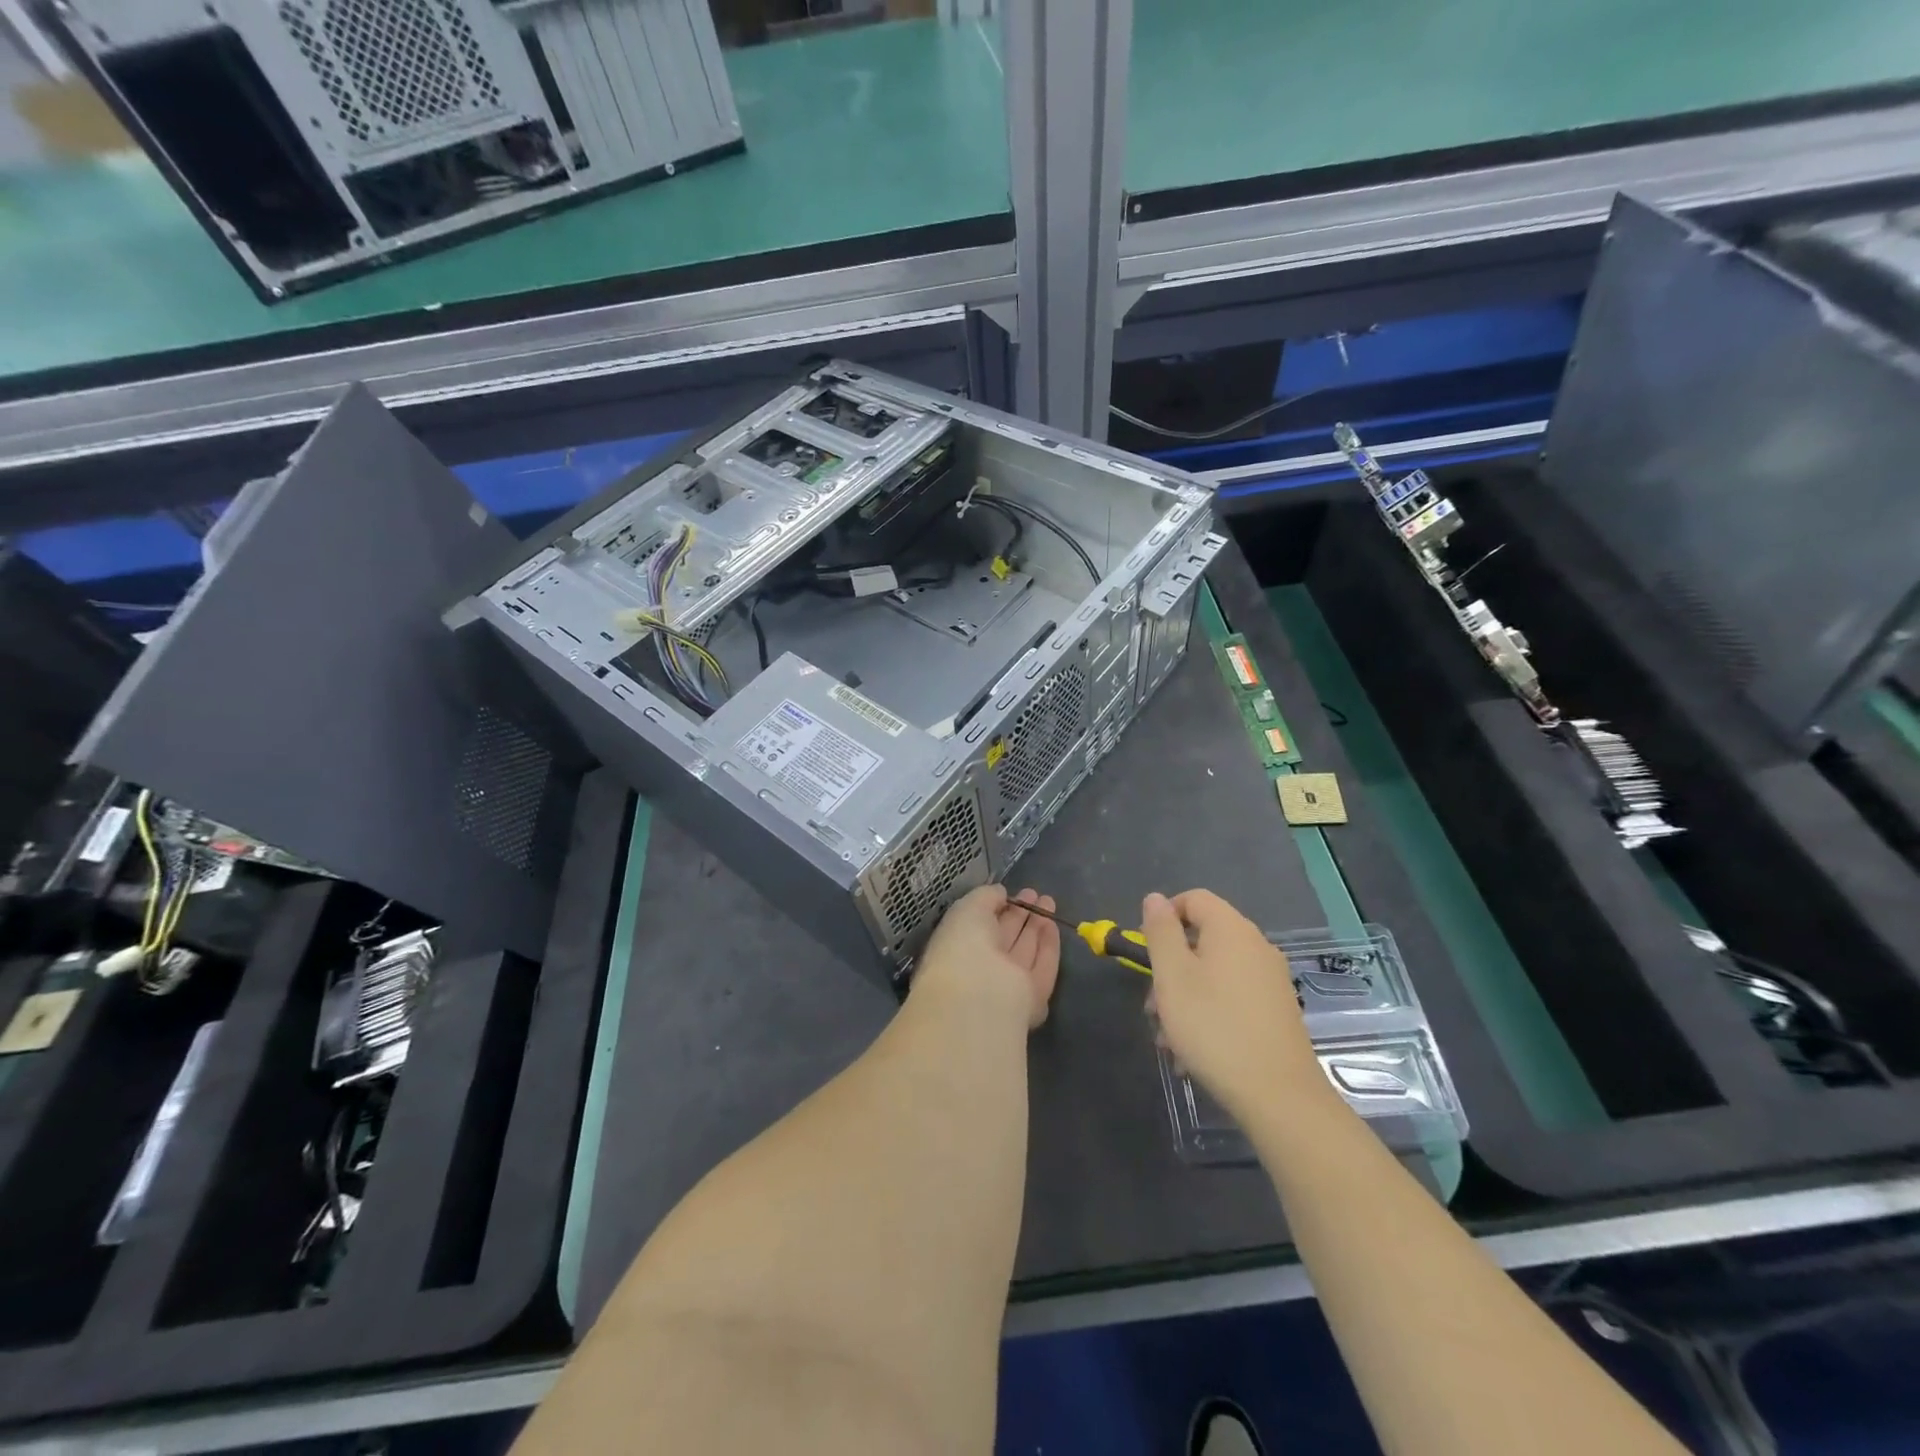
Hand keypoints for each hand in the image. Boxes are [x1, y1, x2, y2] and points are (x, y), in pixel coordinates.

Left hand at [914, 886, 1060, 1029]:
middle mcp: (982, 968)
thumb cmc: (963, 945)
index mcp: (958, 948)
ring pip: (1025, 951)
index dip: (995, 908)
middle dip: (1019, 915)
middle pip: (1004, 938)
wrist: (980, 995)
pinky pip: (1043, 967)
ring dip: (1036, 926)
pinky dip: (1048, 946)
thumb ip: (986, 897)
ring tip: (1048, 901)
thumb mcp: (968, 908)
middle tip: (1034, 894)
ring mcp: (1008, 985)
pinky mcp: (1033, 998)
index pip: (979, 926)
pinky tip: (1052, 924)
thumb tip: (1000, 893)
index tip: (1010, 892)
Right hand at [1141, 890, 1331, 1123]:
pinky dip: (1209, 1014)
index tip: (1147, 953)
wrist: (1279, 1096)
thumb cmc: (1214, 1027)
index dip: (1165, 917)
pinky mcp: (1277, 1012)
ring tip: (1169, 1040)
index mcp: (1231, 930)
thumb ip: (1161, 931)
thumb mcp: (1172, 976)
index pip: (1193, 898)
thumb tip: (1155, 898)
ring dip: (1184, 998)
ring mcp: (1271, 981)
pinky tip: (1193, 1054)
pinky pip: (1232, 998)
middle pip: (1202, 940)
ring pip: (1214, 974)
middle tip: (1153, 1008)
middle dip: (1170, 969)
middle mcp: (1256, 947)